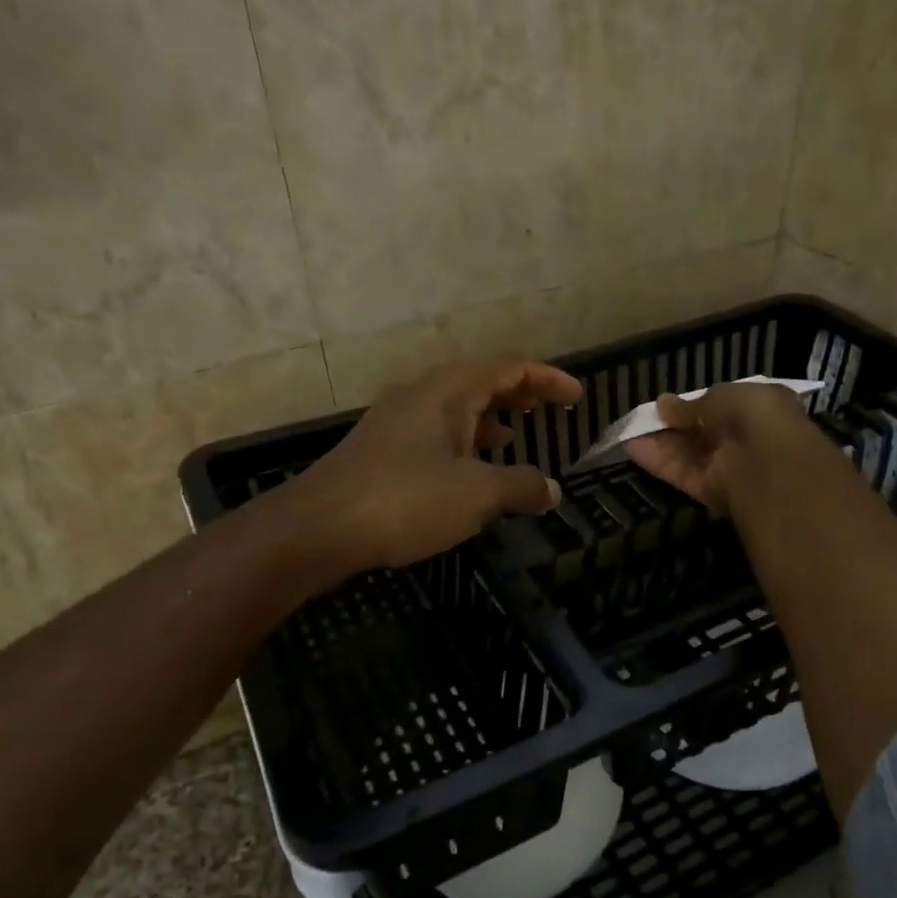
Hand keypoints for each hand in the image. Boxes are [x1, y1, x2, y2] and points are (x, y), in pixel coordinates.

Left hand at [293, 359, 583, 569]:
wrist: (318, 529)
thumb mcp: (476, 494)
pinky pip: (437, 436)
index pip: (509, 369)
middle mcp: (422, 396)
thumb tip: (553, 490)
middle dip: (519, 394)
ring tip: (517, 438)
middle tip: (550, 410)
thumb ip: (521, 486)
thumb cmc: (404, 500)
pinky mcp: (384, 452)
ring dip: (491, 421)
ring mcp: (398, 424)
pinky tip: (471, 473)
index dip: (548, 379)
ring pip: (457, 410)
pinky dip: (465, 446)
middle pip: (481, 383)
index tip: (578, 397)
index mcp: (448, 392)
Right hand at [624, 382, 816, 514]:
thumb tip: (664, 405)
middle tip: (645, 417)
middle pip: (703, 432)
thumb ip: (693, 404)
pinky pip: (683, 474)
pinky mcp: (712, 491)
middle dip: (675, 424)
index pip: (724, 406)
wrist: (772, 466)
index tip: (667, 403)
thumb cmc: (756, 417)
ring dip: (661, 443)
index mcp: (760, 410)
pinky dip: (659, 463)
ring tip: (630, 431)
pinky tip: (632, 448)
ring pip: (690, 454)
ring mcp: (729, 468)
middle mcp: (745, 439)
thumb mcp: (724, 396)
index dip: (696, 404)